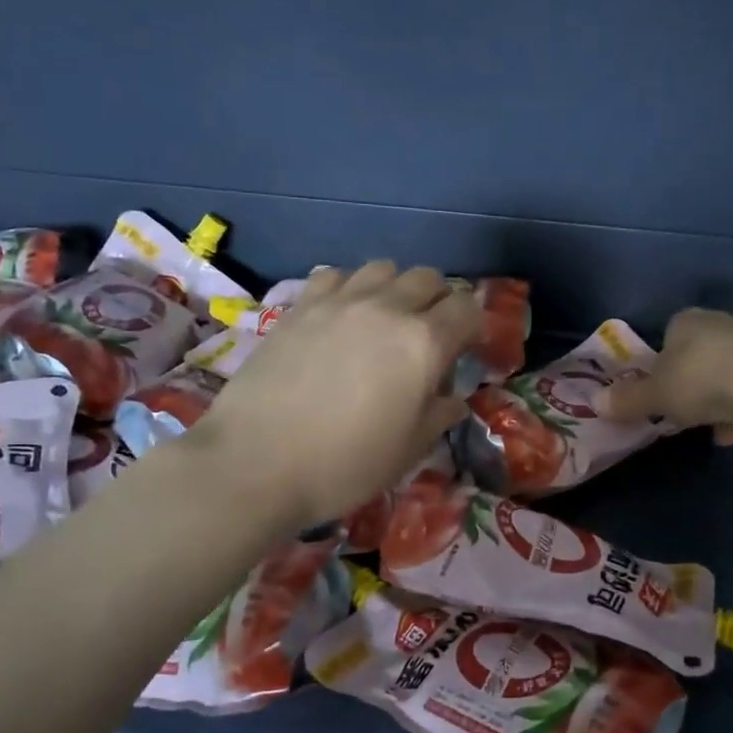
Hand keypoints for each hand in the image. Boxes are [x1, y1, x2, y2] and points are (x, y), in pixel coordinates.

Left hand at [188, 263, 482, 530]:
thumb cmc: (345, 464)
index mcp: (424, 343)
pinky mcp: (300, 306)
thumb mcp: (408, 450)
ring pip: (383, 268)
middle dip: (440, 301)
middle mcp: (387, 309)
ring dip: (396, 288)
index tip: (469, 348)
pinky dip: (350, 287)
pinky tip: (342, 316)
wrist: (257, 462)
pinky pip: (336, 275)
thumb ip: (439, 415)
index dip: (475, 326)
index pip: (467, 310)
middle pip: (428, 278)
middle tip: (432, 334)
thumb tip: (453, 399)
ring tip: (387, 320)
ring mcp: (339, 302)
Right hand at [600, 307, 732, 444]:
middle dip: (689, 377)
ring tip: (704, 424)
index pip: (670, 331)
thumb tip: (596, 403)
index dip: (660, 358)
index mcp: (687, 320)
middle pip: (699, 352)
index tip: (656, 383)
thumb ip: (626, 399)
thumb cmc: (697, 380)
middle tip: (677, 404)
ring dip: (716, 396)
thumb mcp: (652, 395)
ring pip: (726, 372)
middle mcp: (721, 325)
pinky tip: (729, 434)